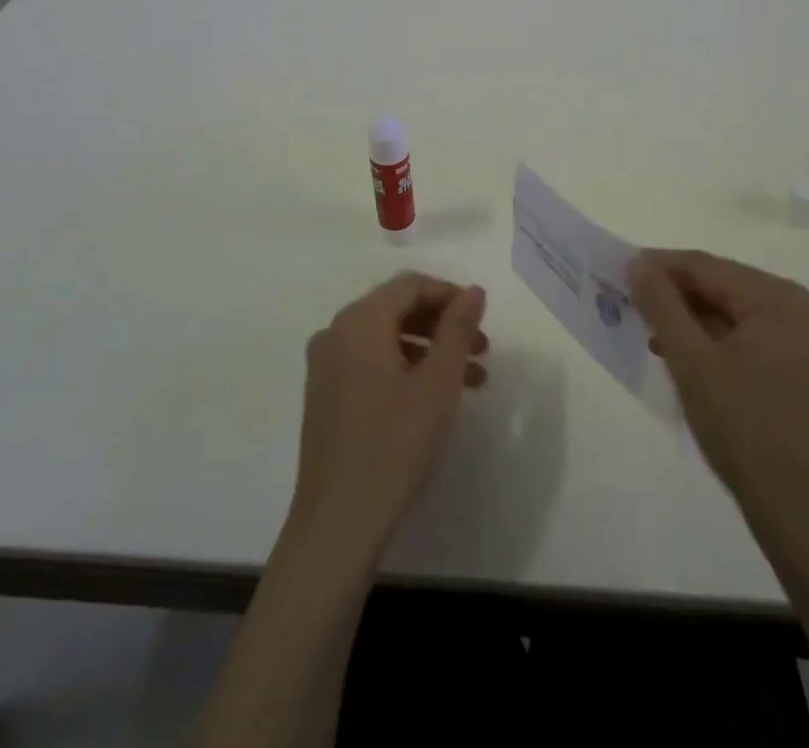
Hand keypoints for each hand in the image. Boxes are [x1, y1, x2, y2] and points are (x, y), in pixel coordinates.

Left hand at [287, 272, 488, 567]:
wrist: (338, 524)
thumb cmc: (394, 445)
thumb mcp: (438, 384)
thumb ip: (458, 329)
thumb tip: (473, 291)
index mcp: (359, 321)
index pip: (410, 285)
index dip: (450, 294)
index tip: (483, 317)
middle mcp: (336, 332)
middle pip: (397, 308)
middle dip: (443, 324)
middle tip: (482, 348)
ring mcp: (326, 365)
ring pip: (386, 338)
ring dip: (429, 349)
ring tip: (472, 378)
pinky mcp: (325, 395)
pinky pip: (370, 362)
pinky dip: (405, 367)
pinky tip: (433, 396)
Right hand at [629, 249, 808, 568]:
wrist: (807, 519)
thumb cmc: (747, 430)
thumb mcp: (692, 362)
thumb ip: (661, 305)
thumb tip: (636, 263)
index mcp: (777, 298)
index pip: (704, 266)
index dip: (657, 266)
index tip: (613, 271)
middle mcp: (795, 310)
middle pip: (719, 286)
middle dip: (671, 294)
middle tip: (624, 301)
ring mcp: (800, 343)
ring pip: (729, 314)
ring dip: (687, 319)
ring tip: (644, 329)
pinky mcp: (797, 372)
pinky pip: (744, 338)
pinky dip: (709, 342)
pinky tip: (678, 356)